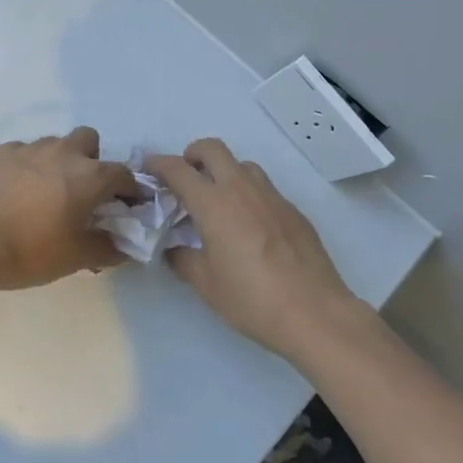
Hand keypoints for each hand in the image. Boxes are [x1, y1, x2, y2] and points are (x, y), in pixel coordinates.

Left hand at [0, 127, 136, 291]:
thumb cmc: (30, 250)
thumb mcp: (76, 258)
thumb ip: (108, 249)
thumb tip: (123, 247)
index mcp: (90, 176)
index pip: (124, 174)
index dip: (130, 190)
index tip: (127, 207)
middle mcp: (64, 152)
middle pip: (89, 140)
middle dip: (92, 160)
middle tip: (83, 191)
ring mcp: (30, 148)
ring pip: (55, 144)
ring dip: (59, 161)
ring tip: (47, 191)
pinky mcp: (1, 152)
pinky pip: (24, 152)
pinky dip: (28, 166)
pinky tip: (16, 190)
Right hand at [145, 139, 361, 362]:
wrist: (314, 313)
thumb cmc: (251, 299)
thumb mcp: (205, 283)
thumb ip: (182, 258)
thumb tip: (174, 248)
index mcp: (213, 204)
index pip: (178, 169)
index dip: (158, 164)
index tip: (148, 168)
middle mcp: (241, 189)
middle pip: (212, 149)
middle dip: (192, 155)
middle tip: (185, 178)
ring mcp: (271, 197)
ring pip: (242, 165)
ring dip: (224, 172)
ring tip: (218, 202)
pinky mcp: (293, 210)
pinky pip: (264, 189)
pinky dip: (248, 194)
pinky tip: (250, 227)